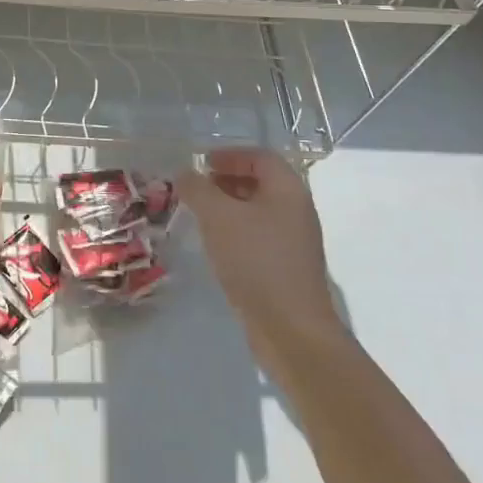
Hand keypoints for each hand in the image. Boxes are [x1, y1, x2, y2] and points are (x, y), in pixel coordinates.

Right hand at [176, 148, 336, 337]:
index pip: (260, 157)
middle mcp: (296, 210)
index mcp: (288, 190)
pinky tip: (215, 245)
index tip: (201, 163)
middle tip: (195, 188)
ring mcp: (294, 241)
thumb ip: (198, 189)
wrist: (291, 329)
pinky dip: (236, 230)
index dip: (230, 154)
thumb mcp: (218, 217)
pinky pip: (259, 235)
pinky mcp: (287, 267)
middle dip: (226, 179)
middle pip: (261, 182)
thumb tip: (186, 173)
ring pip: (258, 211)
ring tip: (199, 215)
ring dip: (228, 206)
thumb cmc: (255, 261)